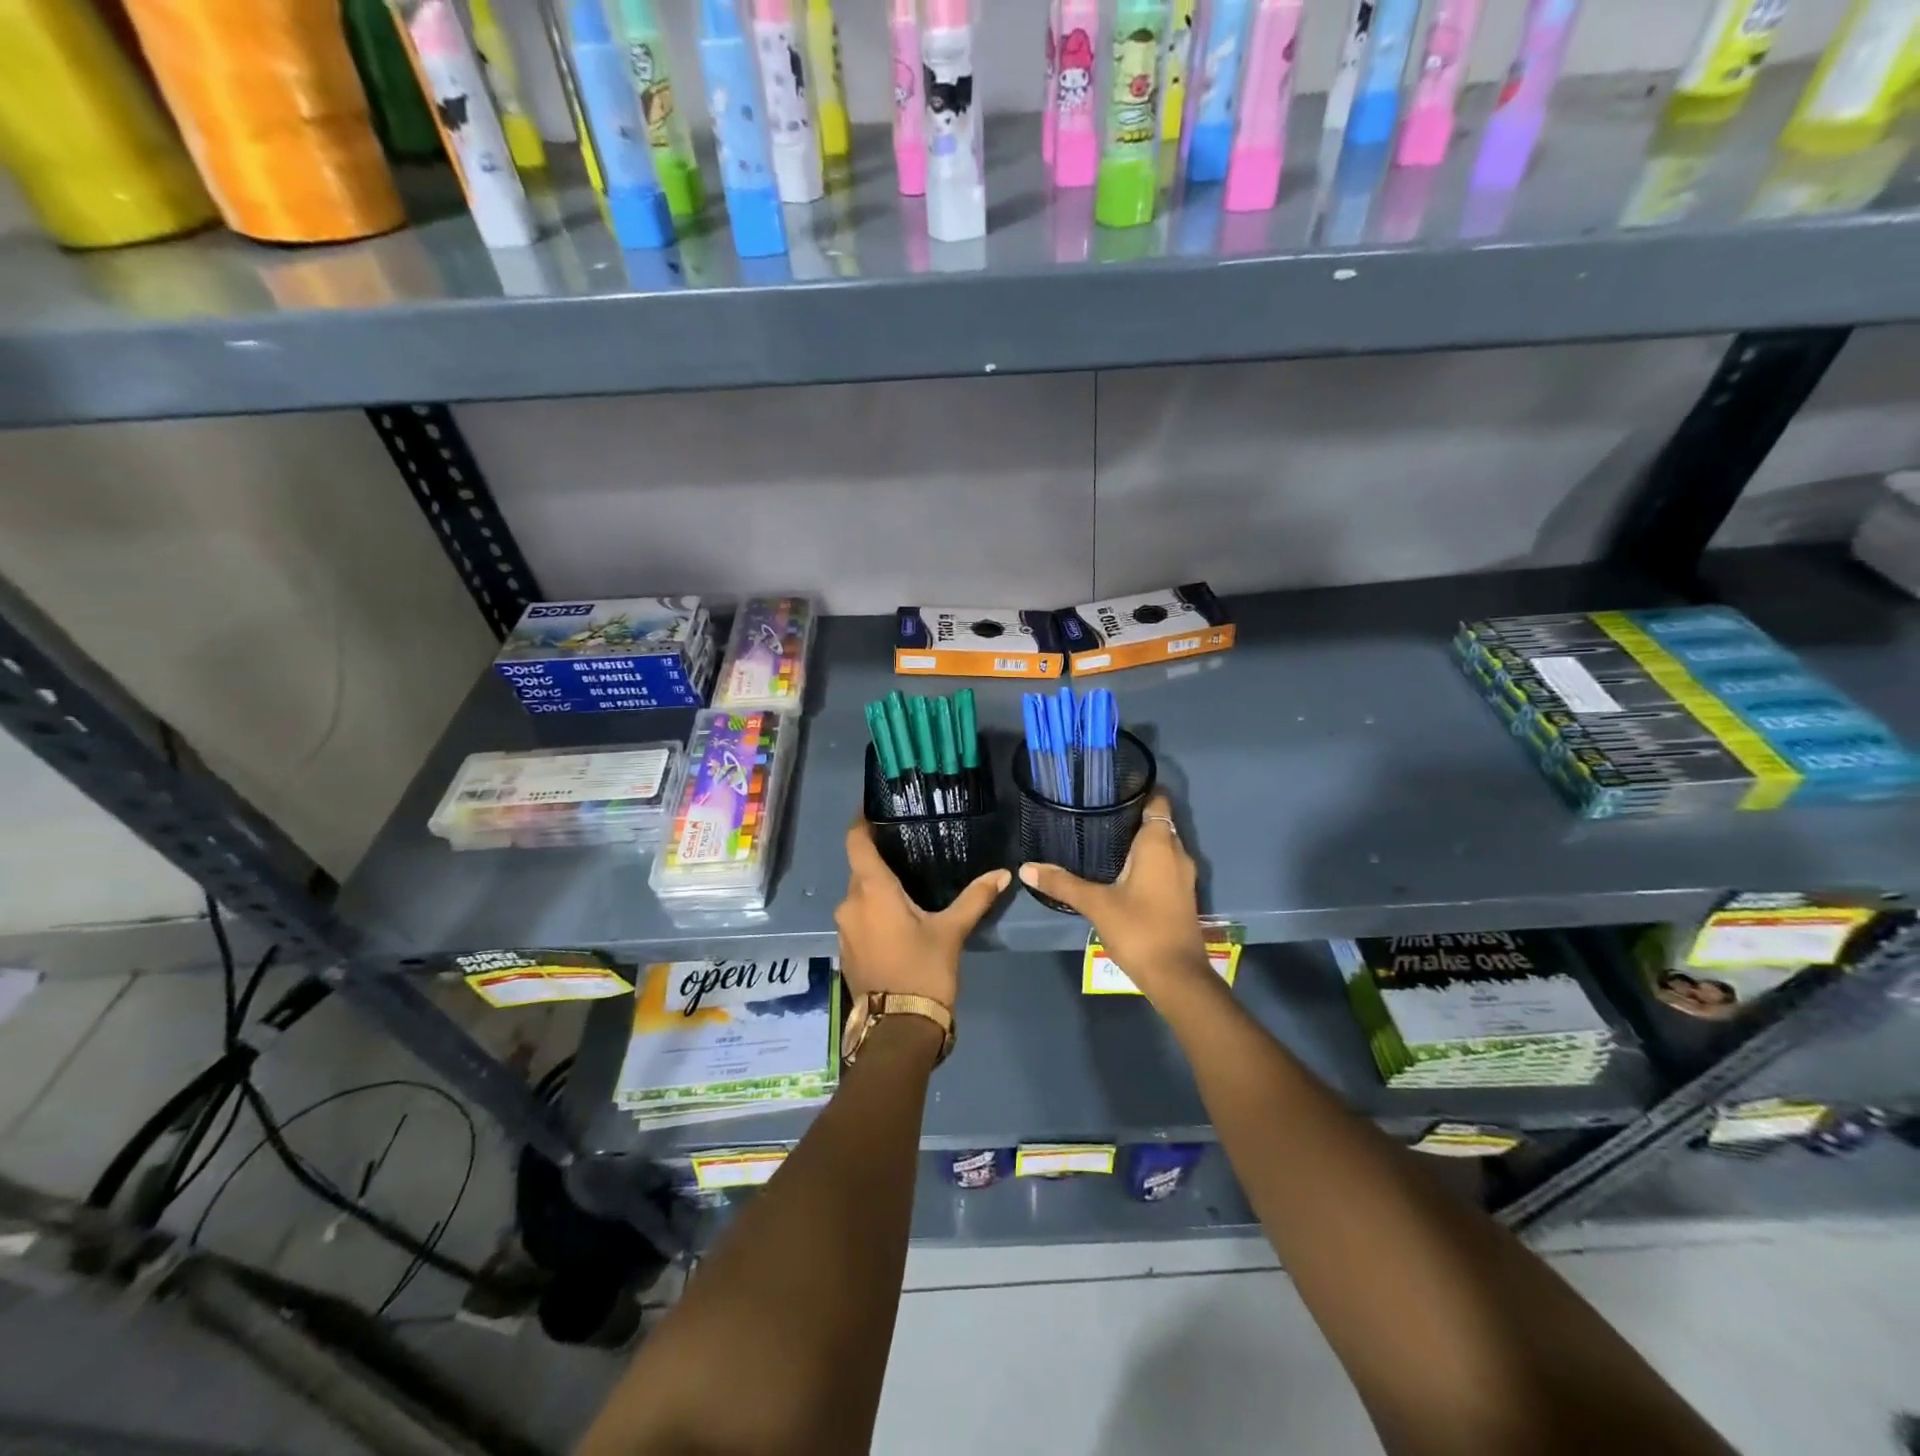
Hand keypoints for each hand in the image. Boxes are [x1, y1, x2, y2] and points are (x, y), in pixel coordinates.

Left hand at [835, 821, 1010, 1006]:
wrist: (899, 1029)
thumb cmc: (924, 970)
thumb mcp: (952, 931)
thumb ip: (975, 898)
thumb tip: (1003, 874)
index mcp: (871, 890)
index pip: (856, 841)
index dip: (862, 822)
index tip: (876, 810)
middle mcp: (850, 903)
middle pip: (860, 869)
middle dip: (881, 860)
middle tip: (910, 850)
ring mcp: (844, 929)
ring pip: (859, 895)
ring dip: (878, 889)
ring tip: (908, 885)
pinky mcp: (847, 950)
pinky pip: (859, 917)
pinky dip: (874, 911)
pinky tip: (898, 918)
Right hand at [1019, 790, 1212, 1002]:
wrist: (1177, 977)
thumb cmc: (1139, 929)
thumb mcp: (1096, 904)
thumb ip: (1062, 883)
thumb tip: (1026, 868)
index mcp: (1159, 844)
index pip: (1157, 801)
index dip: (1138, 791)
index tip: (1111, 790)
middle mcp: (1177, 853)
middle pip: (1158, 822)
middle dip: (1132, 817)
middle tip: (1097, 814)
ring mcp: (1183, 876)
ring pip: (1162, 846)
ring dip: (1139, 842)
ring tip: (1103, 840)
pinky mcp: (1182, 896)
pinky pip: (1164, 866)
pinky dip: (1146, 862)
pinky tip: (1120, 872)